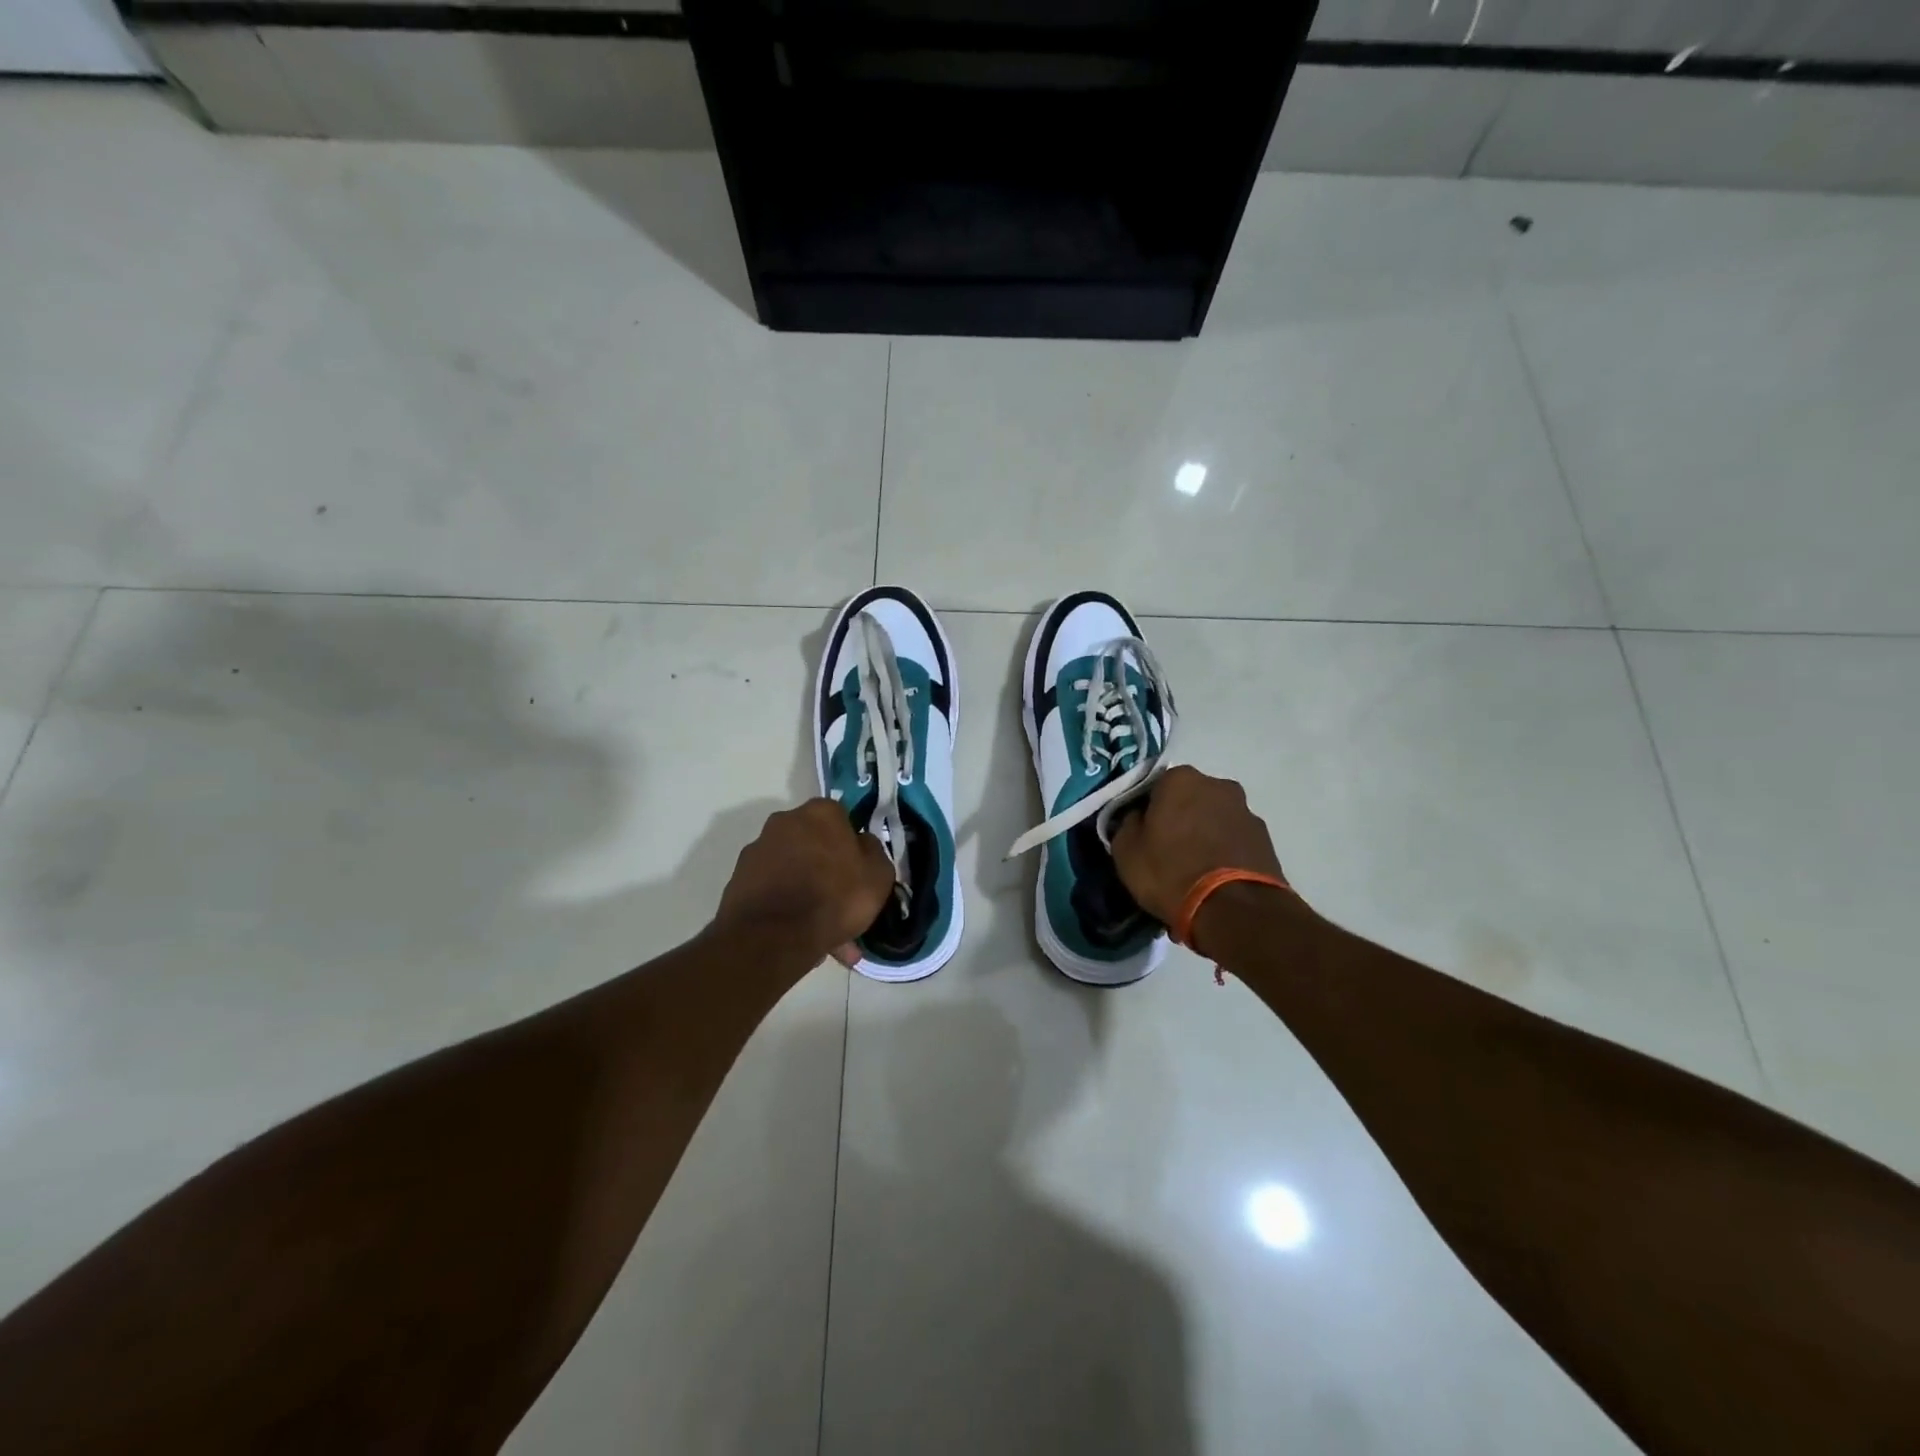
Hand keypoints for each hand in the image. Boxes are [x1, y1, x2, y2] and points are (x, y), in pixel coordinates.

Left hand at [714, 800, 895, 966]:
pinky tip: (801, 937)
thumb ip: (873, 852)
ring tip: (824, 933)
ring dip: (807, 892)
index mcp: (820, 812)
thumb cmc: (834, 897)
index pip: (842, 819)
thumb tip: (862, 844)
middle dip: (826, 869)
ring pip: (794, 870)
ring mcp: (758, 849)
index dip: (851, 846)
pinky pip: (774, 890)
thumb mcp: (878, 875)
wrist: (773, 936)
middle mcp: (785, 821)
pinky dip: (786, 907)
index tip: (857, 871)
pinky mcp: (739, 879)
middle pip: (813, 843)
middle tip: (841, 904)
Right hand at [1110, 765, 1286, 929]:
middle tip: (1167, 851)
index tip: (1142, 833)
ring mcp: (1247, 811)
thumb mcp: (1126, 851)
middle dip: (1180, 819)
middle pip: (1189, 799)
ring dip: (1204, 835)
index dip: (1146, 810)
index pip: (1155, 786)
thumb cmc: (1171, 872)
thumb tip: (1136, 819)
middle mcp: (1218, 785)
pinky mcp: (1266, 840)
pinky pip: (1234, 841)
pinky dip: (1224, 853)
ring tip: (1194, 870)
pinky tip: (1215, 879)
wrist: (1234, 910)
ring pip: (1214, 820)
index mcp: (1180, 779)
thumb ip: (1127, 824)